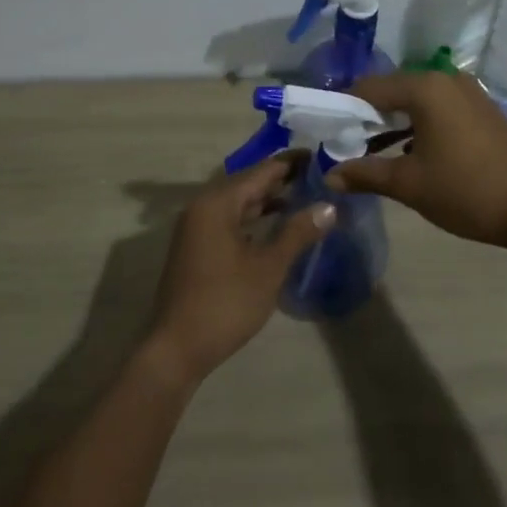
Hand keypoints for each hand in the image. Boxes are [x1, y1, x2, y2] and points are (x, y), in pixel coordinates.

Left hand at [146, 155, 335, 384]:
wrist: (177, 349)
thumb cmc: (225, 304)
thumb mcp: (268, 268)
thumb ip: (297, 232)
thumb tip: (329, 206)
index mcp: (217, 203)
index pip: (262, 171)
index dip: (293, 163)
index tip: (323, 157)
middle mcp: (203, 207)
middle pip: (249, 183)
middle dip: (284, 180)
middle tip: (322, 177)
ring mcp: (198, 228)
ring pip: (240, 203)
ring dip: (270, 200)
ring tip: (308, 197)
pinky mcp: (198, 247)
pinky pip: (232, 220)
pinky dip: (256, 219)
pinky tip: (279, 225)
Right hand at [325, 71, 506, 247]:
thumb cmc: (466, 190)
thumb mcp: (409, 184)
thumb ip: (365, 174)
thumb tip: (329, 176)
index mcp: (424, 88)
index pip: (368, 89)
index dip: (342, 110)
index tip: (327, 135)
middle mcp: (445, 79)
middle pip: (391, 91)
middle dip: (366, 118)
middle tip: (345, 146)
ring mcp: (467, 93)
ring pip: (415, 102)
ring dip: (392, 124)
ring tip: (370, 153)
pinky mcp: (481, 110)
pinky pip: (437, 110)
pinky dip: (417, 127)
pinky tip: (407, 154)